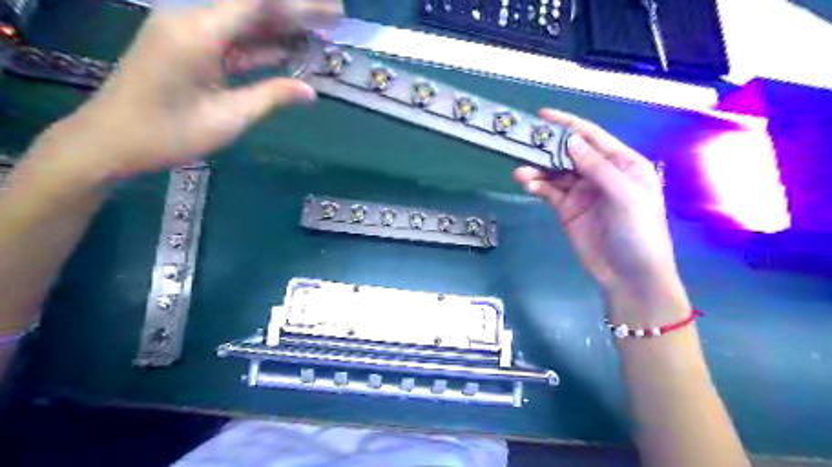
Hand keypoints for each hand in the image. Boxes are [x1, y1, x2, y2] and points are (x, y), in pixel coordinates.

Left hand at [36, 0, 344, 180]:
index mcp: (198, 33)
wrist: (110, 141)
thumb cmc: (168, 134)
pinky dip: (260, 45)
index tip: (332, 10)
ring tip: (319, 33)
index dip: (298, 3)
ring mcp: (188, 32)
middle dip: (295, 10)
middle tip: (334, 17)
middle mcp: (191, 20)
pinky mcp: (188, 46)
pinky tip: (288, 50)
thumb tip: (311, 91)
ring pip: (244, 22)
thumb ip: (271, 97)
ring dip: (281, 27)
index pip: (256, 2)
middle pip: (252, 6)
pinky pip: (231, 39)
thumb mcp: (228, 119)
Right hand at [514, 109, 688, 321]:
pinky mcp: (567, 210)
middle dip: (548, 147)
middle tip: (523, 141)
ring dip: (538, 169)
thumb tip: (571, 140)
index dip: (568, 124)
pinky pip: (550, 192)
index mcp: (622, 164)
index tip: (543, 115)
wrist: (629, 276)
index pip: (592, 137)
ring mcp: (582, 192)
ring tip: (521, 170)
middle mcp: (600, 174)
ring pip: (555, 173)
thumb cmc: (638, 232)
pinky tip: (528, 184)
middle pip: (569, 153)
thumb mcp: (624, 196)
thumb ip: (597, 167)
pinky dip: (538, 186)